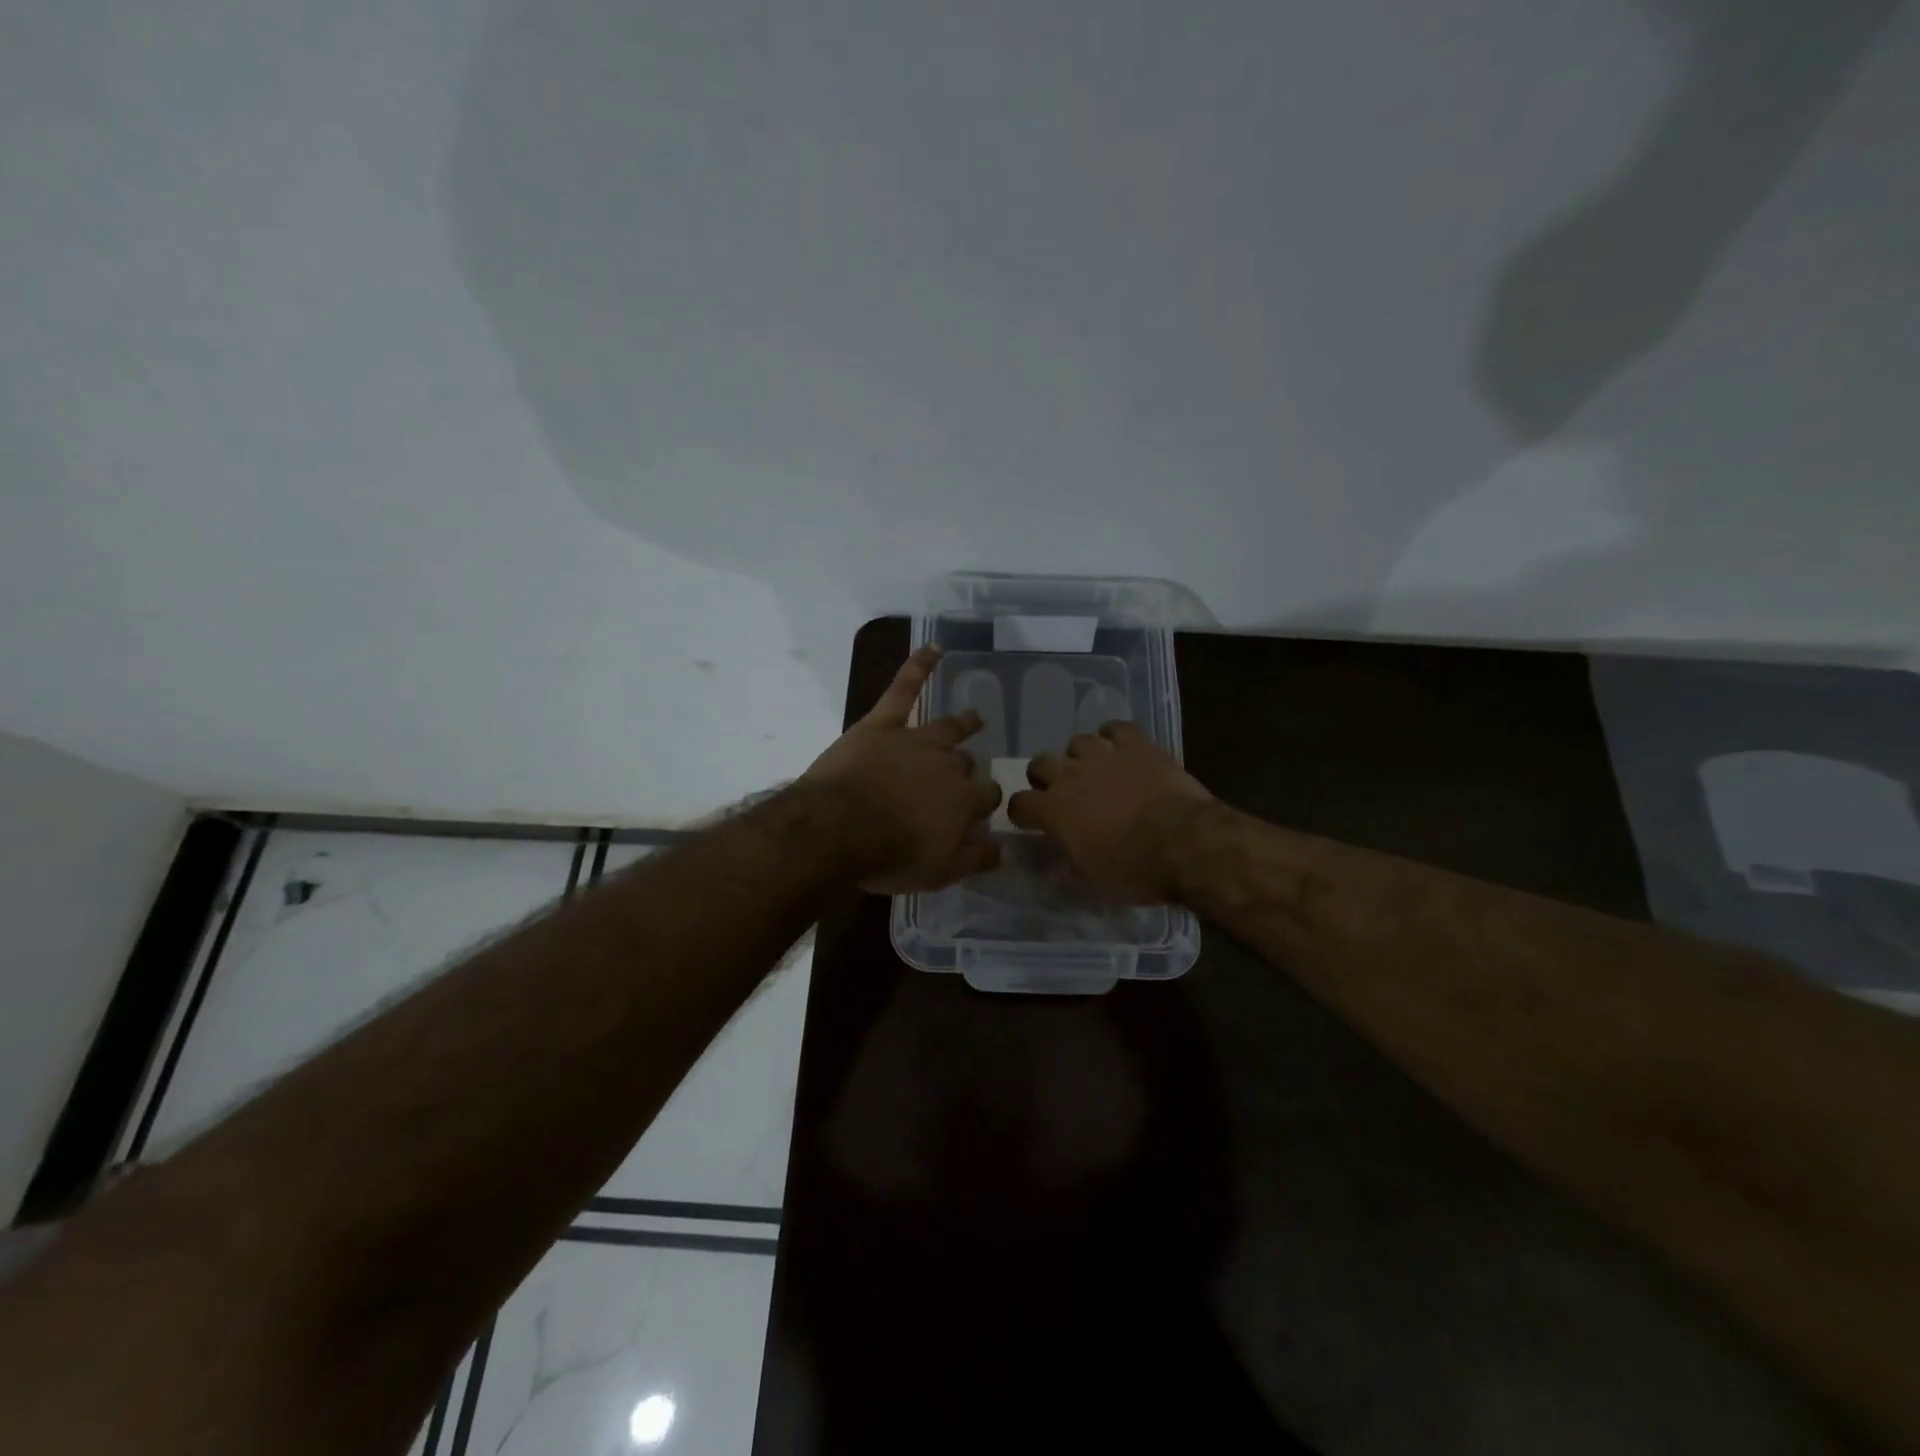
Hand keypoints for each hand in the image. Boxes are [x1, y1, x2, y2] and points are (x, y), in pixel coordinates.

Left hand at [801, 645, 1002, 892]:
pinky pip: (904, 688)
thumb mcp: (939, 872)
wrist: (839, 829)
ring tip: (976, 717)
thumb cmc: (889, 856)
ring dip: (964, 722)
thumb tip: (1004, 848)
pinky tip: (934, 648)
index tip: (980, 811)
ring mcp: (915, 740)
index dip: (984, 804)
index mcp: (963, 801)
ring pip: (948, 727)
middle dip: (968, 771)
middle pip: (966, 765)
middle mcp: (947, 766)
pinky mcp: (882, 724)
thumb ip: (975, 859)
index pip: (987, 797)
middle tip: (964, 776)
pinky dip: (919, 666)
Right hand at [1007, 721, 1214, 902]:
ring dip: (1080, 757)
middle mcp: (1070, 776)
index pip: (1019, 803)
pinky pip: (1116, 728)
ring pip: (1077, 742)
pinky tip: (1120, 748)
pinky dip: (1114, 736)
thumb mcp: (1092, 880)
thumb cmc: (1134, 869)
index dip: (1024, 813)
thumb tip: (1052, 869)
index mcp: (1054, 810)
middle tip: (1061, 793)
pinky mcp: (1137, 746)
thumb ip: (1066, 867)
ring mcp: (1104, 756)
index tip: (1033, 822)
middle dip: (1045, 777)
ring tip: (1094, 770)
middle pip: (1040, 763)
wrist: (1184, 843)